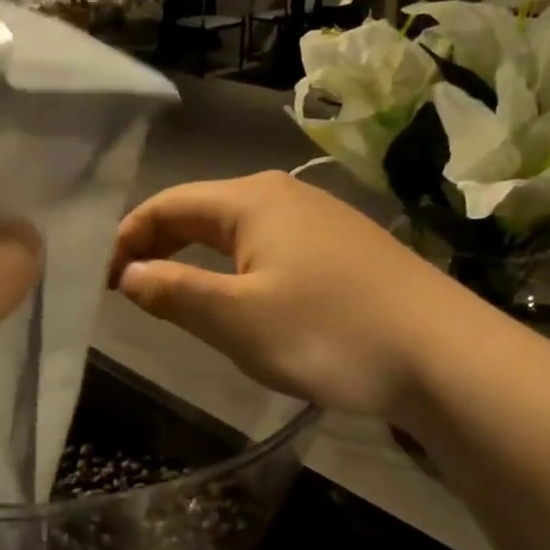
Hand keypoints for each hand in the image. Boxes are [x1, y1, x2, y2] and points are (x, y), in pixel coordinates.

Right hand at [110, 171, 471, 422]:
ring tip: (178, 297)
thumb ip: (174, 293)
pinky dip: (238, 268)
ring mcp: (321, 218)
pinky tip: (246, 299)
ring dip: (198, 258)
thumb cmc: (328, 333)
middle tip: (131, 290)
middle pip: (202, 211)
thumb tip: (129, 275)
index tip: (105, 282)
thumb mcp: (236, 319)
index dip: (127, 239)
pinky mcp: (347, 247)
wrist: (444, 355)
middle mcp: (284, 194)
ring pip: (239, 231)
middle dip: (160, 245)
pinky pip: (272, 247)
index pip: (167, 204)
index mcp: (251, 199)